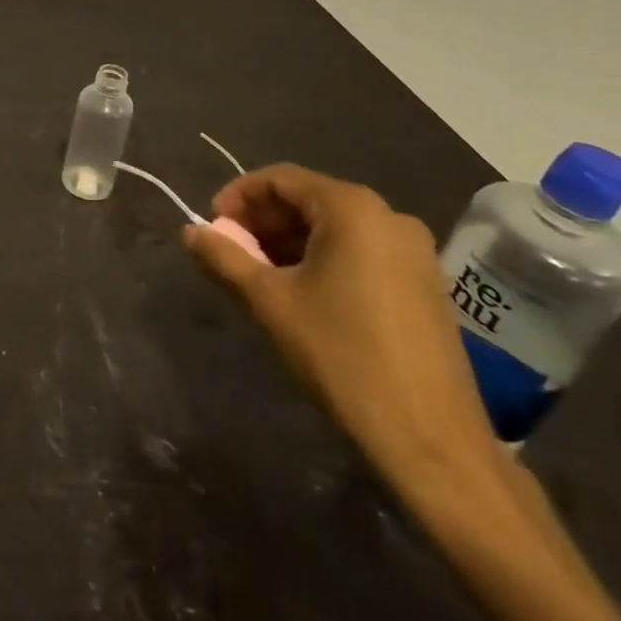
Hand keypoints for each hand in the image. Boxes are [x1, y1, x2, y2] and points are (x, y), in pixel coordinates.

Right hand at [181, 163, 497, 485]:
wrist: (431, 441)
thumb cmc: (341, 356)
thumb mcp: (268, 301)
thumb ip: (223, 258)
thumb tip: (189, 231)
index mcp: (353, 209)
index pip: (280, 179)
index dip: (238, 196)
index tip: (212, 226)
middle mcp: (389, 217)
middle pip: (309, 200)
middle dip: (262, 222)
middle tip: (231, 254)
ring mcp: (415, 252)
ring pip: (334, 228)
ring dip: (289, 243)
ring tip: (258, 277)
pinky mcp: (426, 285)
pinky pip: (360, 252)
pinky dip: (322, 260)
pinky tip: (302, 294)